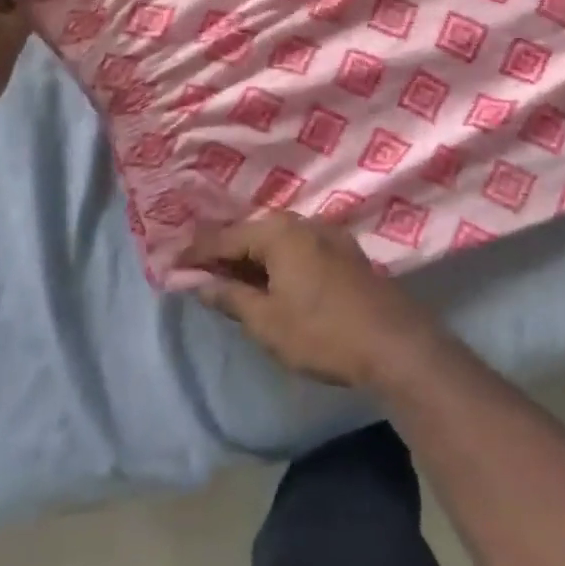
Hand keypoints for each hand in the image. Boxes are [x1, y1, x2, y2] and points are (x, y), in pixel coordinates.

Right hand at [181, 213, 442, 390]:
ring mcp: (327, 234)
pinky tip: (269, 280)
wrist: (394, 343)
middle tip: (196, 272)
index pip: (225, 238)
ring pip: (276, 240)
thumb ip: (229, 296)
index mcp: (279, 232)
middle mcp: (302, 222)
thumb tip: (195, 281)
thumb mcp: (267, 321)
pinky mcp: (343, 251)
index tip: (170, 264)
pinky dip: (275, 261)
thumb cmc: (322, 333)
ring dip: (250, 258)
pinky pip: (297, 248)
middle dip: (223, 253)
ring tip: (227, 279)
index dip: (196, 253)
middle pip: (251, 233)